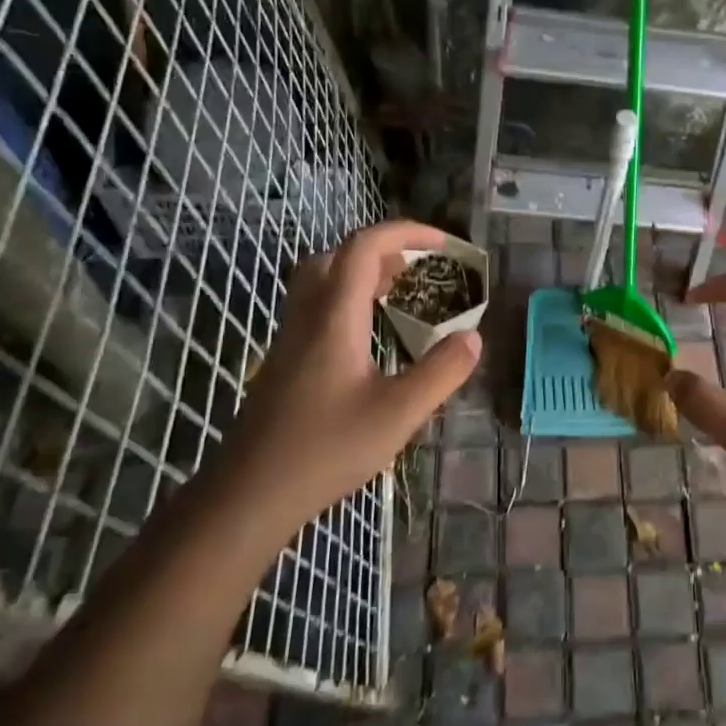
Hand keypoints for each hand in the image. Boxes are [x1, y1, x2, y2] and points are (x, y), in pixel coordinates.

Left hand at [224, 220, 480, 528]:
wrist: (252, 492)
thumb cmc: (326, 449)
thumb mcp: (399, 414)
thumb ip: (441, 372)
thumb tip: (473, 337)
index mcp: (334, 318)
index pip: (364, 248)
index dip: (405, 233)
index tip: (443, 245)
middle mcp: (307, 317)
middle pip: (336, 256)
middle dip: (382, 249)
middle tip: (419, 267)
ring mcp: (291, 339)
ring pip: (321, 281)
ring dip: (361, 272)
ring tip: (399, 291)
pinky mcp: (285, 360)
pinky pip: (316, 307)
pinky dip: (348, 299)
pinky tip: (369, 333)